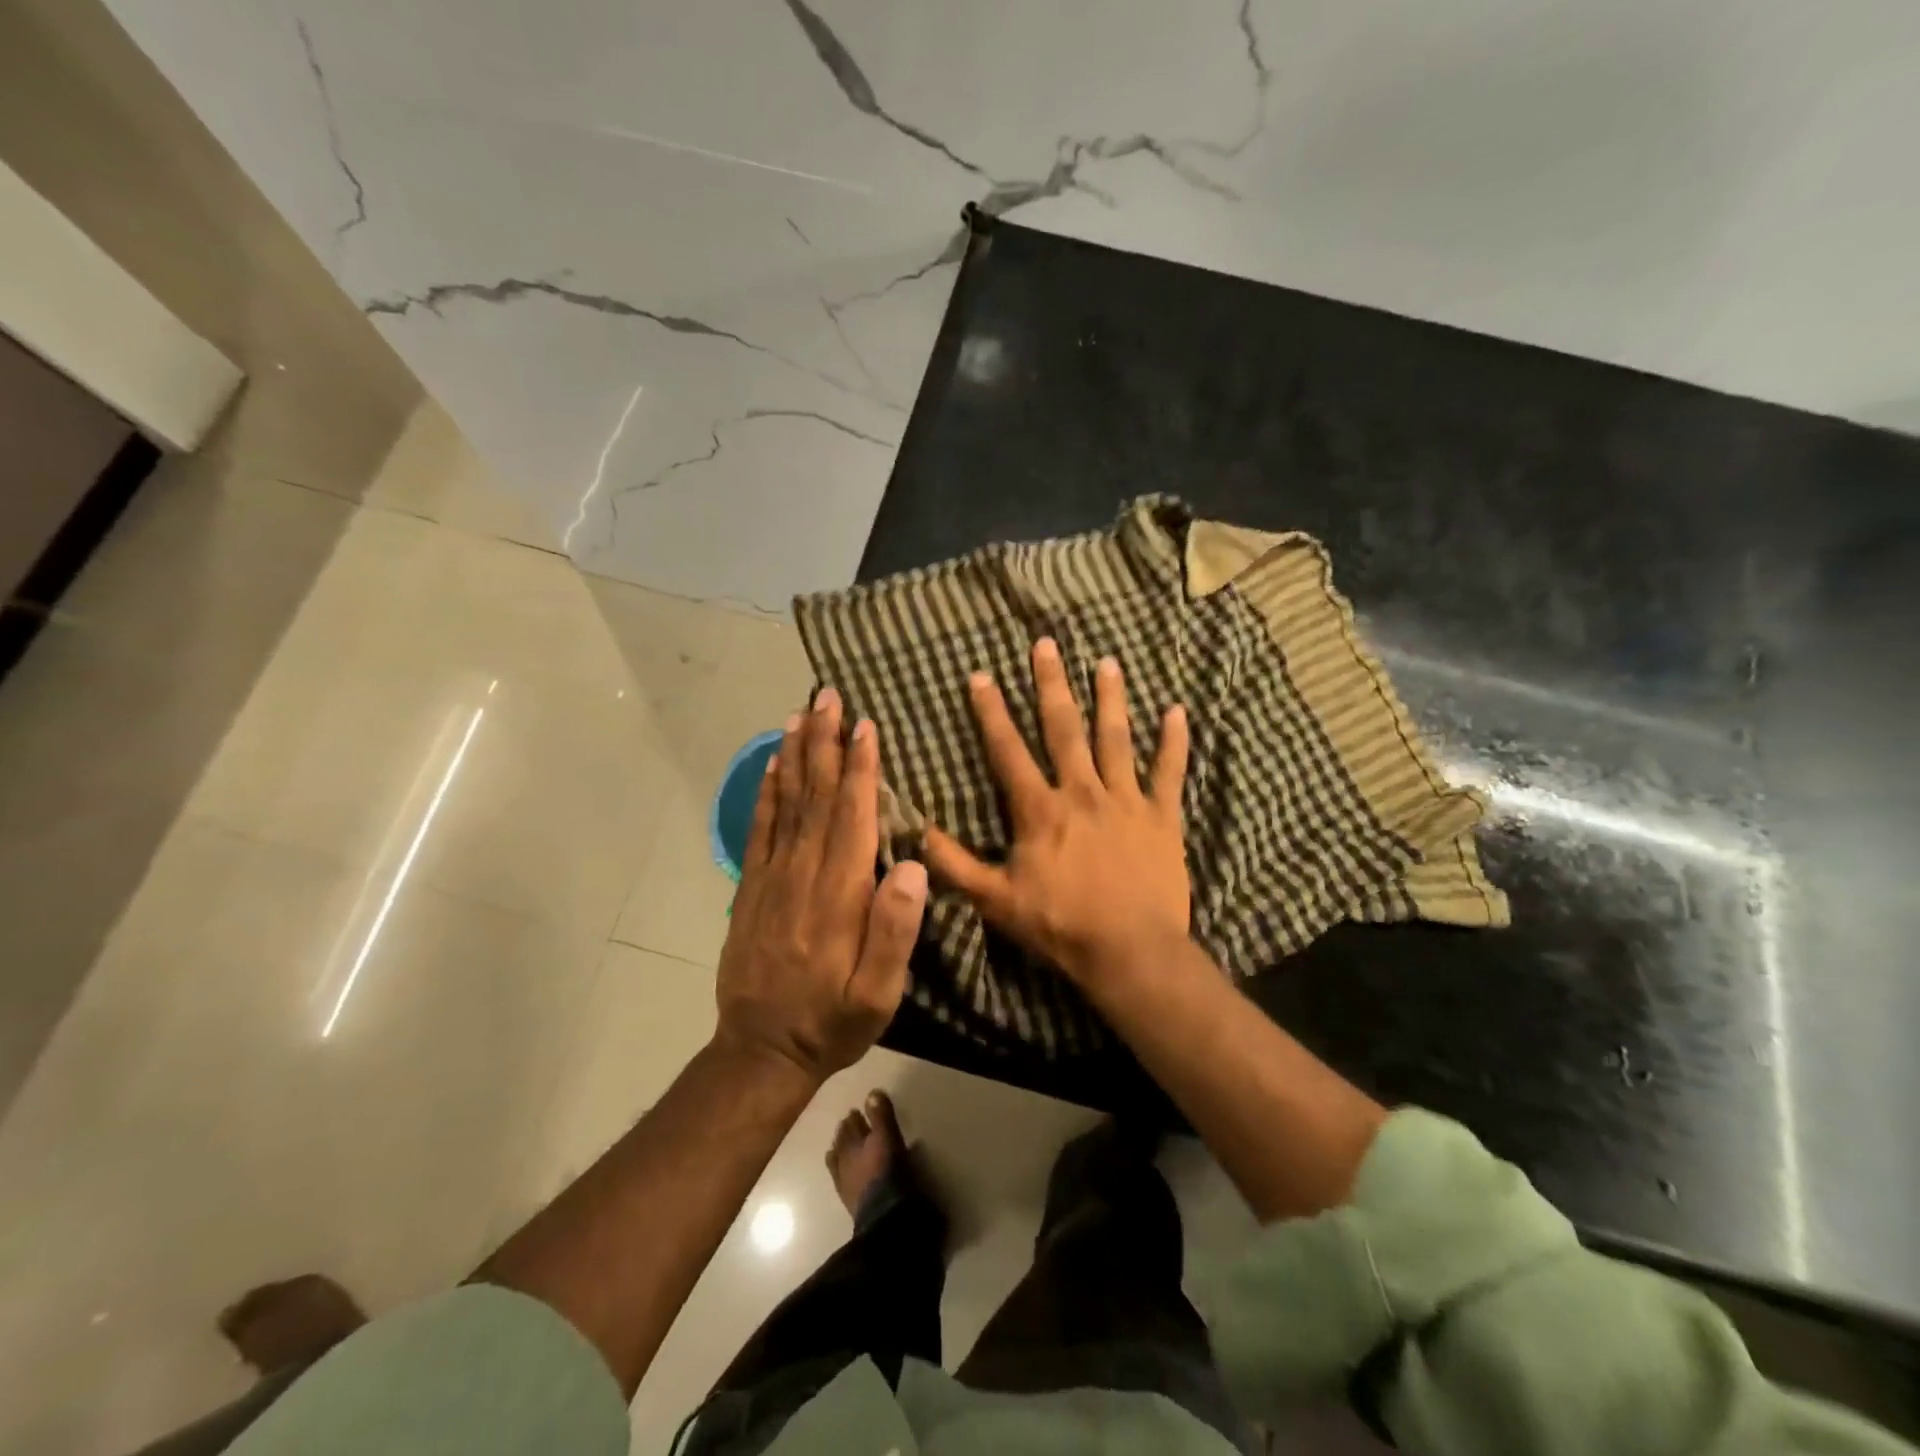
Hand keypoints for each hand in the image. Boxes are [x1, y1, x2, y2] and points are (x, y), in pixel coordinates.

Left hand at [715, 689, 927, 1082]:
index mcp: (838, 894)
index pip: (851, 816)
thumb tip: (913, 865)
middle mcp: (802, 874)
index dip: (859, 768)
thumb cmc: (832, 1020)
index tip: (865, 725)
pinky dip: (767, 792)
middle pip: (815, 796)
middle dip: (824, 742)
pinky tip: (772, 767)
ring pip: (785, 803)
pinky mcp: (751, 887)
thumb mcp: (878, 993)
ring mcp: (771, 878)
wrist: (760, 1051)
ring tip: (800, 714)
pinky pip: (760, 828)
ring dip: (794, 755)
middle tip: (828, 696)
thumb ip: (895, 930)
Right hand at [923, 638, 1190, 987]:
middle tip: (1046, 644)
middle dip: (1051, 685)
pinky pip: (1170, 773)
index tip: (980, 675)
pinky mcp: (1162, 817)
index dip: (991, 713)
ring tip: (1107, 662)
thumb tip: (914, 831)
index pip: (1009, 751)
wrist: (1130, 951)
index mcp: (1040, 809)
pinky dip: (1174, 742)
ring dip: (1110, 699)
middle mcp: (1082, 792)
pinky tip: (1177, 711)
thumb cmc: (1060, 925)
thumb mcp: (996, 900)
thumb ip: (954, 864)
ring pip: (1116, 739)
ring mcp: (1126, 800)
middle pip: (1064, 729)